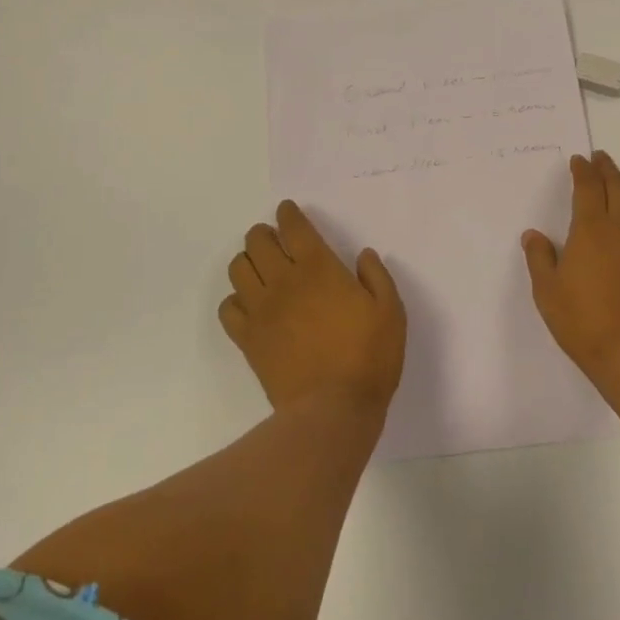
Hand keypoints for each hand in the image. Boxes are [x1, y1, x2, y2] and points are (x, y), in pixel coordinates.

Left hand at [220, 200, 406, 417]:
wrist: (333, 409)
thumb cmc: (369, 357)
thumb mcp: (390, 312)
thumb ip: (376, 277)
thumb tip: (363, 255)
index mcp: (319, 268)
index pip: (294, 228)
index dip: (288, 214)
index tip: (288, 211)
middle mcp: (284, 281)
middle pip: (257, 241)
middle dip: (264, 233)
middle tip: (275, 240)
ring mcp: (261, 309)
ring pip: (238, 268)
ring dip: (248, 261)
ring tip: (261, 269)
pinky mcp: (247, 338)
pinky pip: (228, 307)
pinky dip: (236, 299)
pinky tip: (251, 306)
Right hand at [522, 151, 619, 370]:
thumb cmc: (581, 320)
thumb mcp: (546, 290)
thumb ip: (539, 258)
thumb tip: (533, 235)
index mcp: (591, 228)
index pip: (588, 187)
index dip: (583, 170)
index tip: (579, 161)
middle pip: (618, 185)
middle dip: (607, 168)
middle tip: (600, 159)